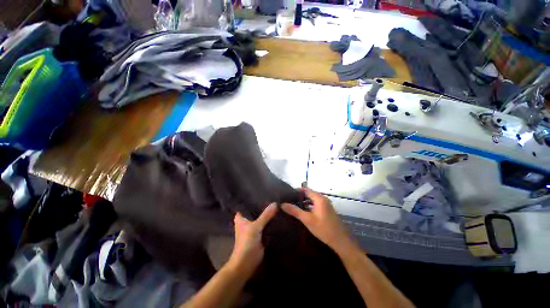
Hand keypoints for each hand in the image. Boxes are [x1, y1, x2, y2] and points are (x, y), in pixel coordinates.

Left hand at [227, 203, 277, 276]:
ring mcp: (254, 227)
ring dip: (268, 213)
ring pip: (262, 217)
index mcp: (241, 217)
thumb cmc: (246, 243)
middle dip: (263, 205)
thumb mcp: (256, 227)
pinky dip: (271, 221)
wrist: (247, 263)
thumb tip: (275, 203)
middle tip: (273, 196)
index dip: (254, 198)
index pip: (247, 203)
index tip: (263, 191)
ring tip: (277, 202)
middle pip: (256, 210)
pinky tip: (278, 215)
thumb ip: (265, 215)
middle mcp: (247, 220)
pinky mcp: (260, 233)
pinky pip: (266, 224)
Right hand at [282, 188, 351, 252]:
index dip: (296, 191)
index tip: (287, 194)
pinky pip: (316, 204)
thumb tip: (282, 204)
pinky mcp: (327, 210)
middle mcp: (323, 198)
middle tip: (289, 200)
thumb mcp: (307, 220)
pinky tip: (303, 211)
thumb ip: (295, 211)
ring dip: (304, 201)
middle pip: (309, 194)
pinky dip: (309, 205)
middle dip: (299, 196)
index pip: (305, 189)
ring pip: (312, 199)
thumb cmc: (324, 229)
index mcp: (319, 198)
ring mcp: (326, 204)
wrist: (341, 241)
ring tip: (293, 205)